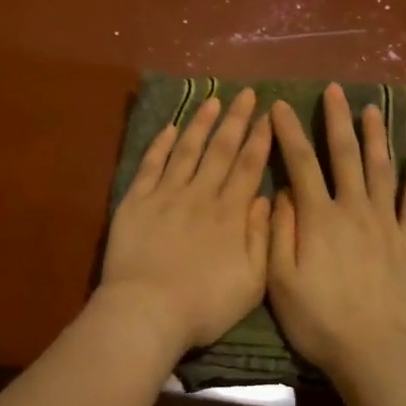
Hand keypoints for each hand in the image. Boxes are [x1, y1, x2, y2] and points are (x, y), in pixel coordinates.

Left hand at [99, 88, 272, 354]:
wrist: (147, 311)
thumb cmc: (204, 304)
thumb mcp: (251, 281)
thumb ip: (261, 236)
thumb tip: (264, 197)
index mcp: (230, 214)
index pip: (248, 166)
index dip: (260, 139)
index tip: (269, 115)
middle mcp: (200, 195)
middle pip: (220, 150)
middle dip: (236, 120)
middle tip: (246, 94)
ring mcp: (166, 194)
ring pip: (187, 150)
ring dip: (201, 123)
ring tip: (212, 100)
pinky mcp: (136, 201)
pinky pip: (151, 164)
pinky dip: (161, 144)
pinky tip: (170, 128)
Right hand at [267, 83, 405, 384]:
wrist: (375, 351)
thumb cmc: (319, 319)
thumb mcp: (280, 279)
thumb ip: (279, 231)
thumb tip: (284, 193)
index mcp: (318, 217)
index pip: (301, 163)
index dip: (289, 132)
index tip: (280, 105)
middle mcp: (353, 209)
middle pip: (345, 155)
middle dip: (337, 120)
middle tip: (335, 90)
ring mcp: (386, 223)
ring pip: (381, 169)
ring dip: (375, 137)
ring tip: (372, 109)